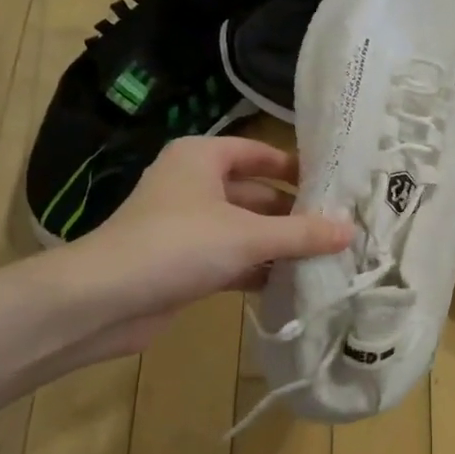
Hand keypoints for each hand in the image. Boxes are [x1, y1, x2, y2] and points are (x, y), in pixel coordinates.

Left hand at [28, 136, 353, 360]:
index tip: (334, 184)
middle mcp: (195, 185)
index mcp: (202, 158)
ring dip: (280, 244)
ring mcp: (188, 226)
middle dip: (294, 213)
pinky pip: (233, 258)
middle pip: (256, 194)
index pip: (258, 153)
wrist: (103, 301)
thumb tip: (351, 230)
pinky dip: (260, 268)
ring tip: (328, 256)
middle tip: (340, 228)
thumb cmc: (177, 246)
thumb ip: (302, 233)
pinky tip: (295, 282)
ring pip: (246, 229)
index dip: (295, 167)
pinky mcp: (185, 263)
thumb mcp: (248, 235)